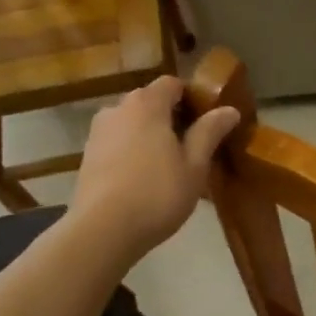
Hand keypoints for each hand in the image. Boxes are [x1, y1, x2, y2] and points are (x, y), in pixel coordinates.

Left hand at [68, 76, 240, 260]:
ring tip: (167, 165)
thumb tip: (229, 109)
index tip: (207, 121)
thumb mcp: (194, 165)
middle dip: (171, 116)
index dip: (191, 97)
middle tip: (192, 146)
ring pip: (131, 123)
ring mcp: (98, 132)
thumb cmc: (157, 194)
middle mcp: (118, 109)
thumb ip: (209, 132)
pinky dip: (131, 151)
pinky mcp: (87, 156)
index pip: (172, 84)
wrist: (102, 231)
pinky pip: (117, 142)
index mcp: (147, 104)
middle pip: (149, 101)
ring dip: (149, 135)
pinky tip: (143, 178)